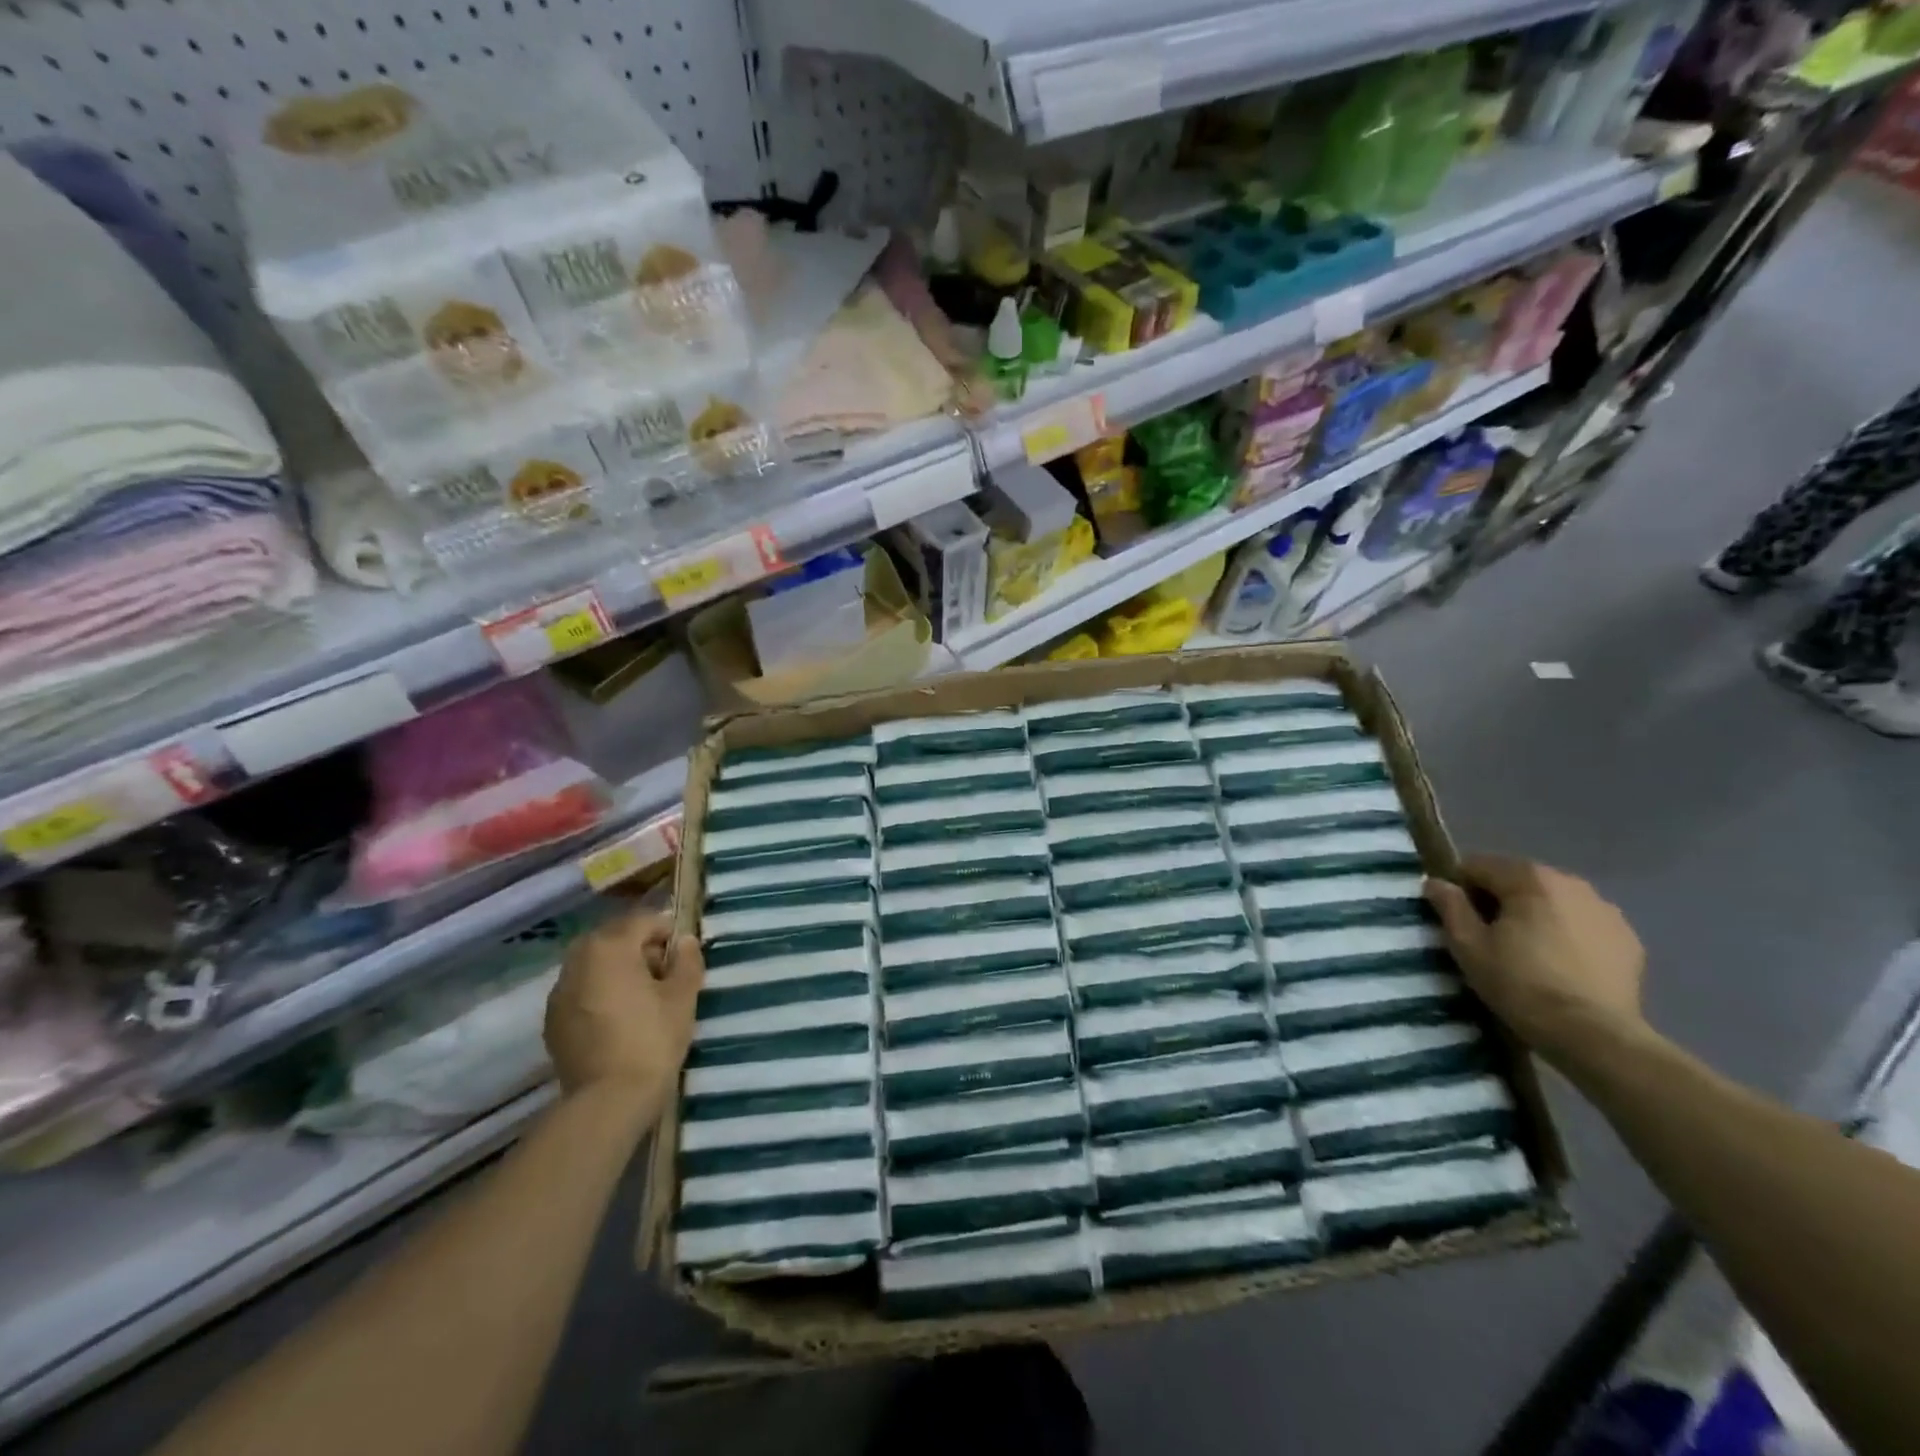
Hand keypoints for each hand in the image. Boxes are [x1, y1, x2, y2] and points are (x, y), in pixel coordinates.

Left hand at [544, 910, 702, 1111]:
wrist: (607, 1101)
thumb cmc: (651, 1040)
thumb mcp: (682, 997)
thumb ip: (686, 961)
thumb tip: (684, 941)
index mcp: (609, 947)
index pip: (642, 920)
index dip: (667, 931)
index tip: (684, 953)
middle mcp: (577, 961)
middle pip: (613, 938)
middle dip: (639, 947)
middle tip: (665, 972)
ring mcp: (559, 992)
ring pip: (593, 964)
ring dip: (618, 969)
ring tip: (643, 996)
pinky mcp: (552, 1021)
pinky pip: (581, 990)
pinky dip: (600, 992)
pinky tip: (619, 1017)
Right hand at [1424, 856, 1646, 1063]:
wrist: (1594, 1034)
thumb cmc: (1520, 983)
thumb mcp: (1468, 945)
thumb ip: (1450, 906)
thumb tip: (1436, 882)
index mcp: (1530, 878)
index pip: (1479, 864)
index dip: (1459, 886)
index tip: (1455, 915)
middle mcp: (1572, 883)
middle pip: (1519, 879)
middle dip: (1499, 899)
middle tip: (1487, 934)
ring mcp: (1606, 910)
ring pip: (1553, 900)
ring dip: (1535, 914)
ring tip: (1526, 949)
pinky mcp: (1629, 939)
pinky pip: (1583, 923)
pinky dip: (1566, 932)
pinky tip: (1559, 962)